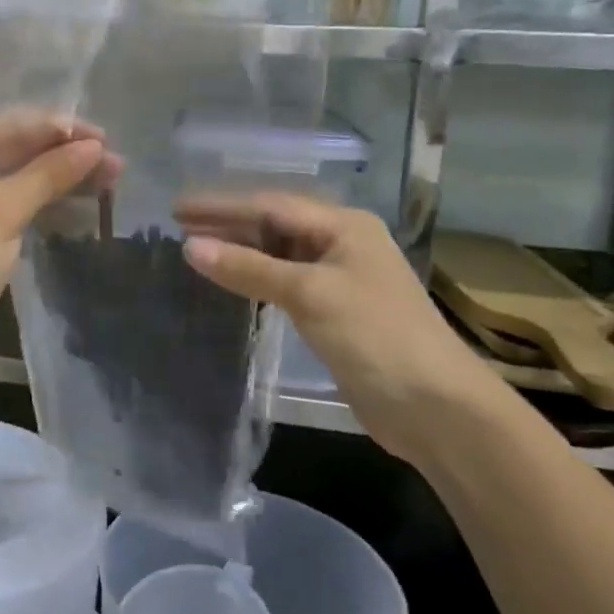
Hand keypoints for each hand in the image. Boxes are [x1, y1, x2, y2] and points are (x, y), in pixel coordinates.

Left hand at [0, 112, 117, 340]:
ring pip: (16, 176)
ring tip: (108, 182)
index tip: (106, 139)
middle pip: (16, 148)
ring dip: (58, 178)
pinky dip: (40, 201)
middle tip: (115, 165)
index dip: (63, 129)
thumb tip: (94, 147)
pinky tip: (75, 204)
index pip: (13, 124)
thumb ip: (49, 174)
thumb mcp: (3, 211)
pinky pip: (9, 201)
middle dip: (65, 155)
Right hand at [177, 193, 503, 465]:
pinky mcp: (334, 312)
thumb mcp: (310, 294)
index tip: (177, 208)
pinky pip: (285, 283)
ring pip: (278, 254)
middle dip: (227, 224)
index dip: (222, 206)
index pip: (270, 205)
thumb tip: (190, 246)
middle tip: (178, 225)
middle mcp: (341, 243)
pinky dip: (255, 279)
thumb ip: (249, 268)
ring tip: (194, 249)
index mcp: (344, 226)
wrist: (436, 408)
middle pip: (274, 225)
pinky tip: (231, 281)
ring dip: (239, 251)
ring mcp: (339, 279)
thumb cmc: (375, 336)